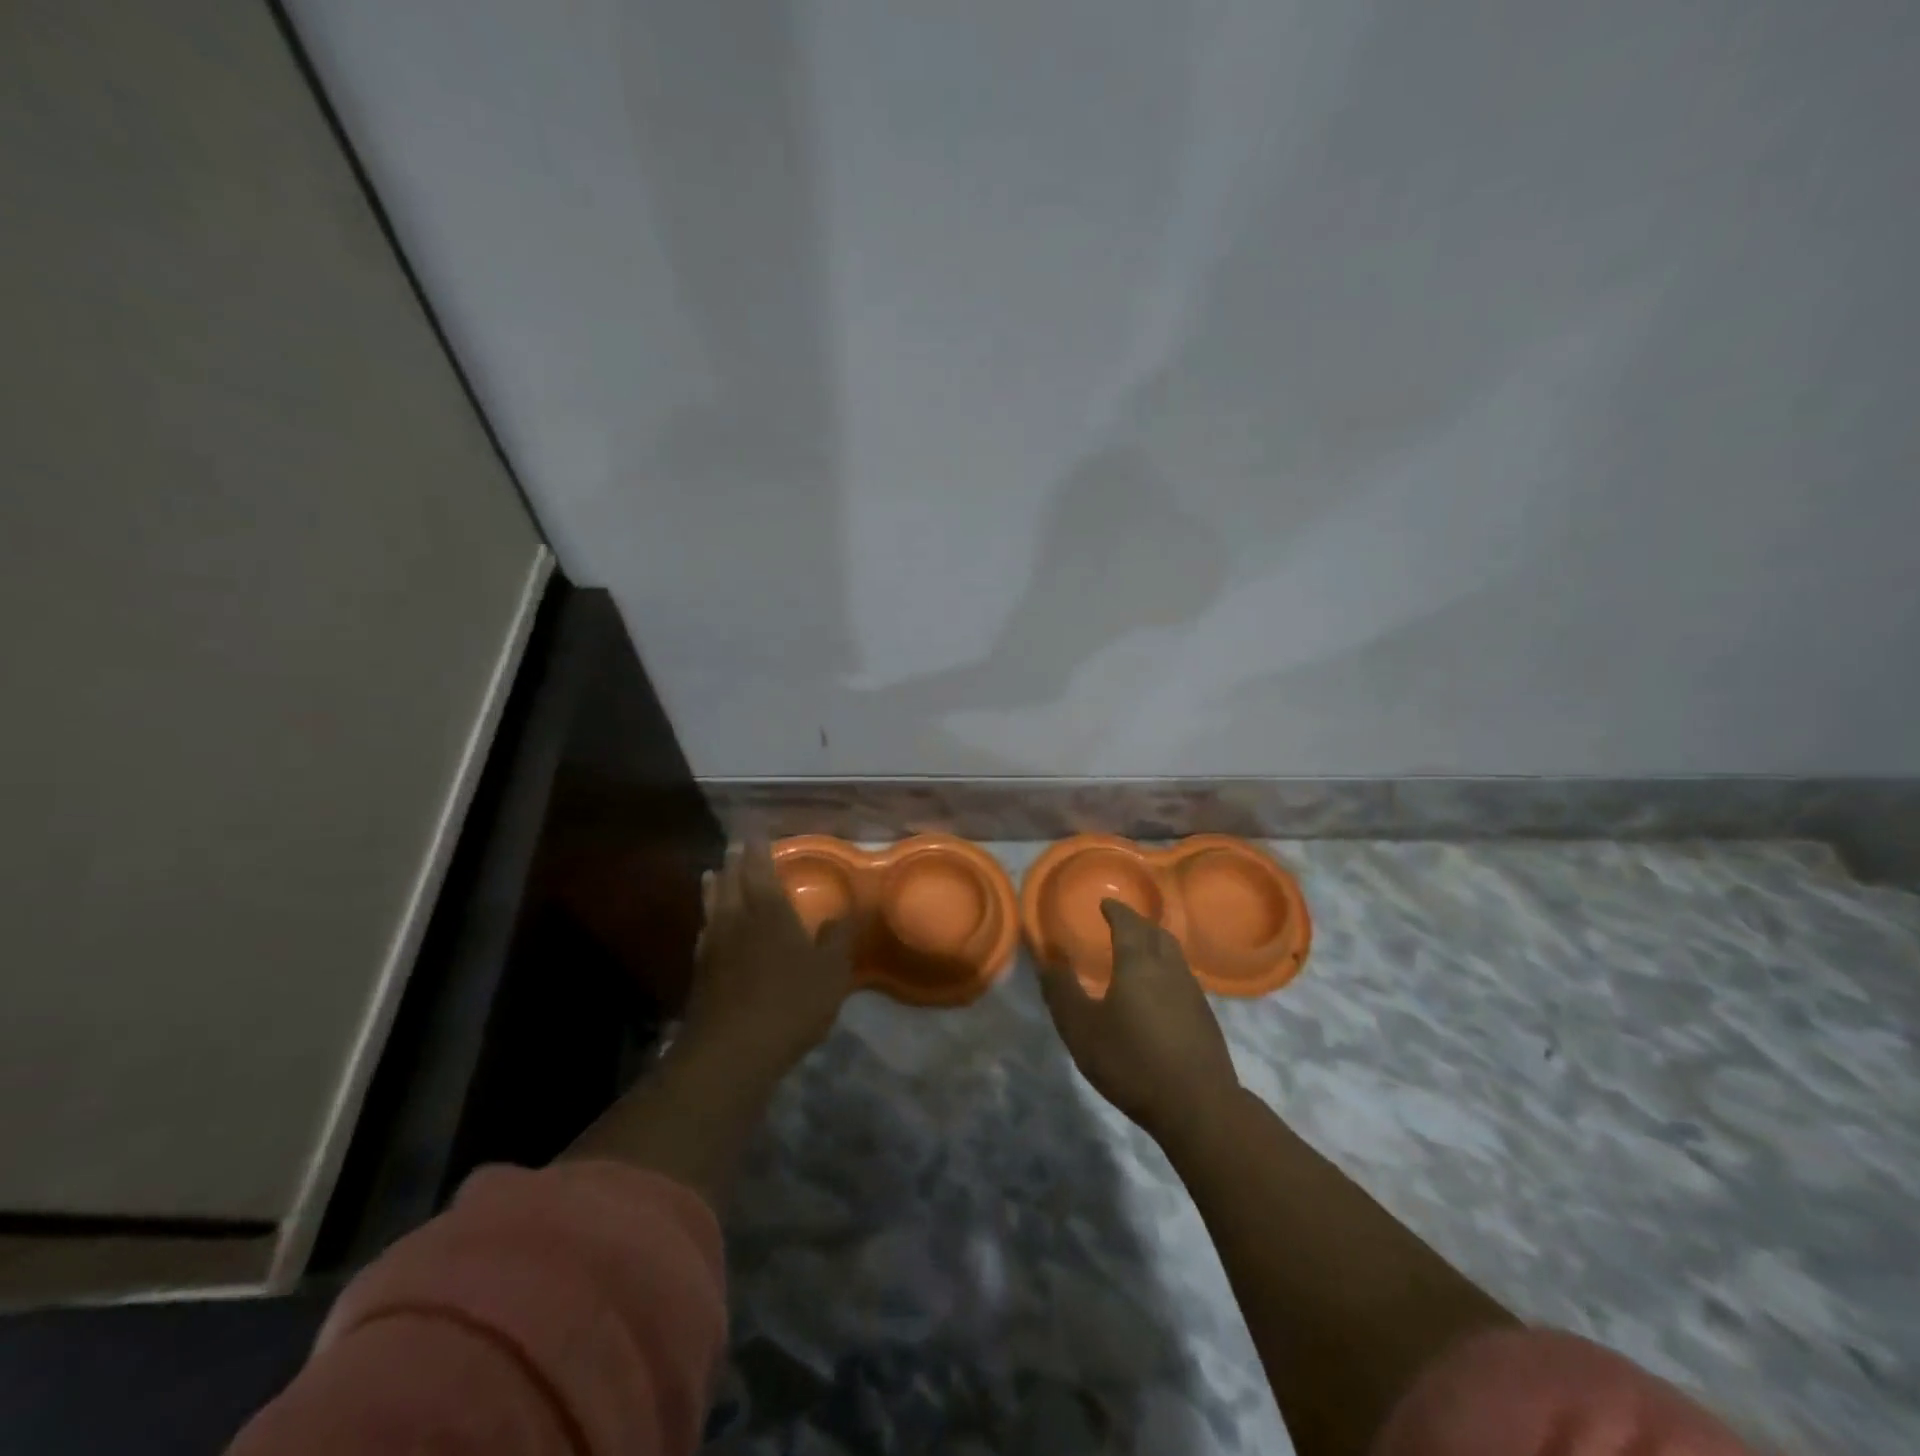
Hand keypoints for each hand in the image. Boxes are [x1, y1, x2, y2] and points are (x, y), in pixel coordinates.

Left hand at [681, 841, 854, 1075]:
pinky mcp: (700, 972)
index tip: (754, 833)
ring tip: (712, 874)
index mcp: (769, 912)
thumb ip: (837, 938)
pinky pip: (704, 932)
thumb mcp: (831, 972)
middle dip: (733, 862)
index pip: (760, 871)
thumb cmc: (790, 1004)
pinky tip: (708, 926)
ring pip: (712, 906)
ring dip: (714, 886)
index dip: (757, 851)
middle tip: (734, 845)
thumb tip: (843, 911)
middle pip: (730, 882)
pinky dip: (707, 920)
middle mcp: (737, 920)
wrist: (732, 1051)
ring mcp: (714, 946)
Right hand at [1038, 899, 1239, 1146]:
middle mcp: (1169, 968)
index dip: (1116, 910)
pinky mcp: (1205, 1017)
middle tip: (1122, 922)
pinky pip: (1183, 977)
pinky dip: (1167, 969)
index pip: (1128, 923)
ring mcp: (1193, 992)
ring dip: (1156, 944)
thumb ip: (1062, 992)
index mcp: (1138, 963)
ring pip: (1174, 954)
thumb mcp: (1081, 1029)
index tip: (1105, 904)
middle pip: (1156, 933)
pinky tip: (1159, 991)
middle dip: (1138, 922)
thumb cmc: (1132, 1061)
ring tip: (1140, 952)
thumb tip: (1047, 960)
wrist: (1198, 1105)